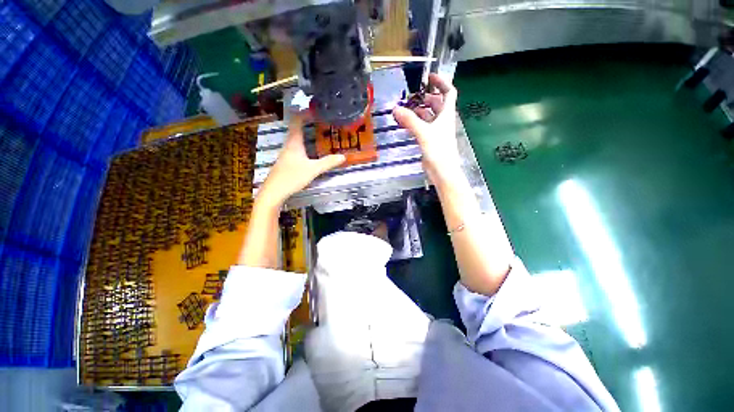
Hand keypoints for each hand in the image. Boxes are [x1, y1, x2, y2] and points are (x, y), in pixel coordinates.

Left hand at [257, 114, 344, 207]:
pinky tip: (311, 151)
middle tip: (322, 121)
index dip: (305, 113)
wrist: (274, 192)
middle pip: (297, 129)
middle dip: (308, 123)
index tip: (316, 109)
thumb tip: (343, 156)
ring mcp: (286, 154)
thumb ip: (328, 163)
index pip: (296, 121)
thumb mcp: (313, 170)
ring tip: (319, 133)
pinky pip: (296, 148)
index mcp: (294, 143)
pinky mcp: (286, 162)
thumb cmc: (292, 177)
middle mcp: (289, 145)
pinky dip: (304, 144)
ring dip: (306, 134)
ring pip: (296, 139)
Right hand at [393, 74, 462, 186]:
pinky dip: (415, 123)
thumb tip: (396, 108)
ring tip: (405, 109)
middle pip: (436, 104)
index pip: (448, 92)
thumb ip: (410, 120)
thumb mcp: (424, 133)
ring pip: (428, 116)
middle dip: (425, 97)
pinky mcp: (430, 140)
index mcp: (446, 114)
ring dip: (418, 111)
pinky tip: (406, 123)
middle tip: (411, 96)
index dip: (441, 82)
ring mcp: (436, 131)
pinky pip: (422, 127)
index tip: (429, 76)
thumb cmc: (438, 150)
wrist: (442, 171)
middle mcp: (443, 121)